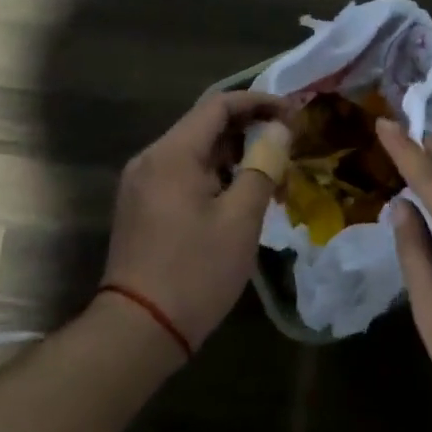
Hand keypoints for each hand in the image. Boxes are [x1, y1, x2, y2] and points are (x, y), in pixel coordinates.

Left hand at [101, 92, 293, 351]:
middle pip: (204, 126)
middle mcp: (150, 159)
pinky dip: (213, 175)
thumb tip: (279, 131)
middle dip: (248, 129)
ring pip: (194, 152)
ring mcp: (141, 184)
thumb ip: (263, 167)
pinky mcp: (141, 207)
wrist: (139, 329)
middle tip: (287, 144)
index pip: (219, 105)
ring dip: (232, 155)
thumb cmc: (196, 271)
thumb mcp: (240, 219)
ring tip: (270, 173)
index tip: (293, 114)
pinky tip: (238, 196)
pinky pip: (181, 175)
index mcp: (172, 154)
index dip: (259, 102)